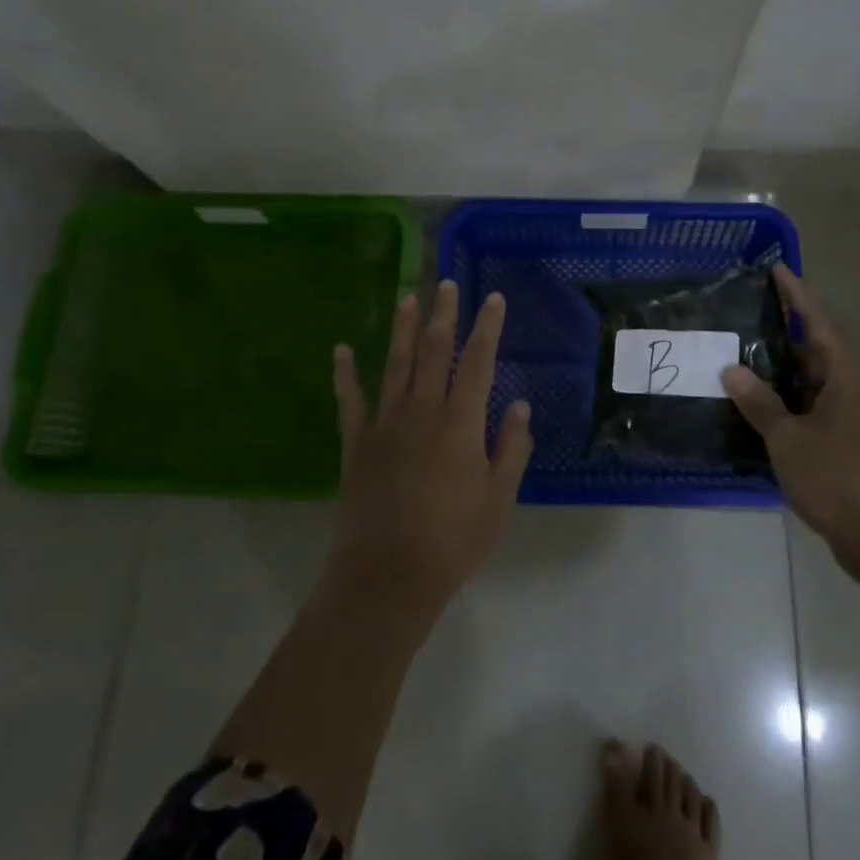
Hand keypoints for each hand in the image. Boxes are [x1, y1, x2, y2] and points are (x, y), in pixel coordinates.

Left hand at [327, 280, 532, 627]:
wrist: (387, 575)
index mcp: (460, 422)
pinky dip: (344, 374)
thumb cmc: (453, 540)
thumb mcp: (499, 498)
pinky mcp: (356, 443)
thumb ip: (511, 448)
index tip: (492, 299)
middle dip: (442, 314)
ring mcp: (385, 424)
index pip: (477, 361)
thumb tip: (519, 405)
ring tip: (407, 298)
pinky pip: (349, 400)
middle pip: (433, 350)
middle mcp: (422, 410)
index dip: (487, 327)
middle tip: (445, 284)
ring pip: (394, 364)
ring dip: (401, 329)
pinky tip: (340, 350)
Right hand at [723, 265, 859, 573]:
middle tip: (744, 311)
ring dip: (779, 368)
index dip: (796, 295)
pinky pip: (808, 407)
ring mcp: (849, 416)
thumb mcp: (789, 438)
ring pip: (809, 380)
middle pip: (814, 347)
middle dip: (783, 328)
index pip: (817, 322)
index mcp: (843, 375)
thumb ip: (760, 403)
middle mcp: (850, 388)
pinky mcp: (844, 442)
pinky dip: (783, 399)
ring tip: (739, 352)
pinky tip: (754, 404)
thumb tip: (732, 369)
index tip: (776, 269)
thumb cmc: (839, 477)